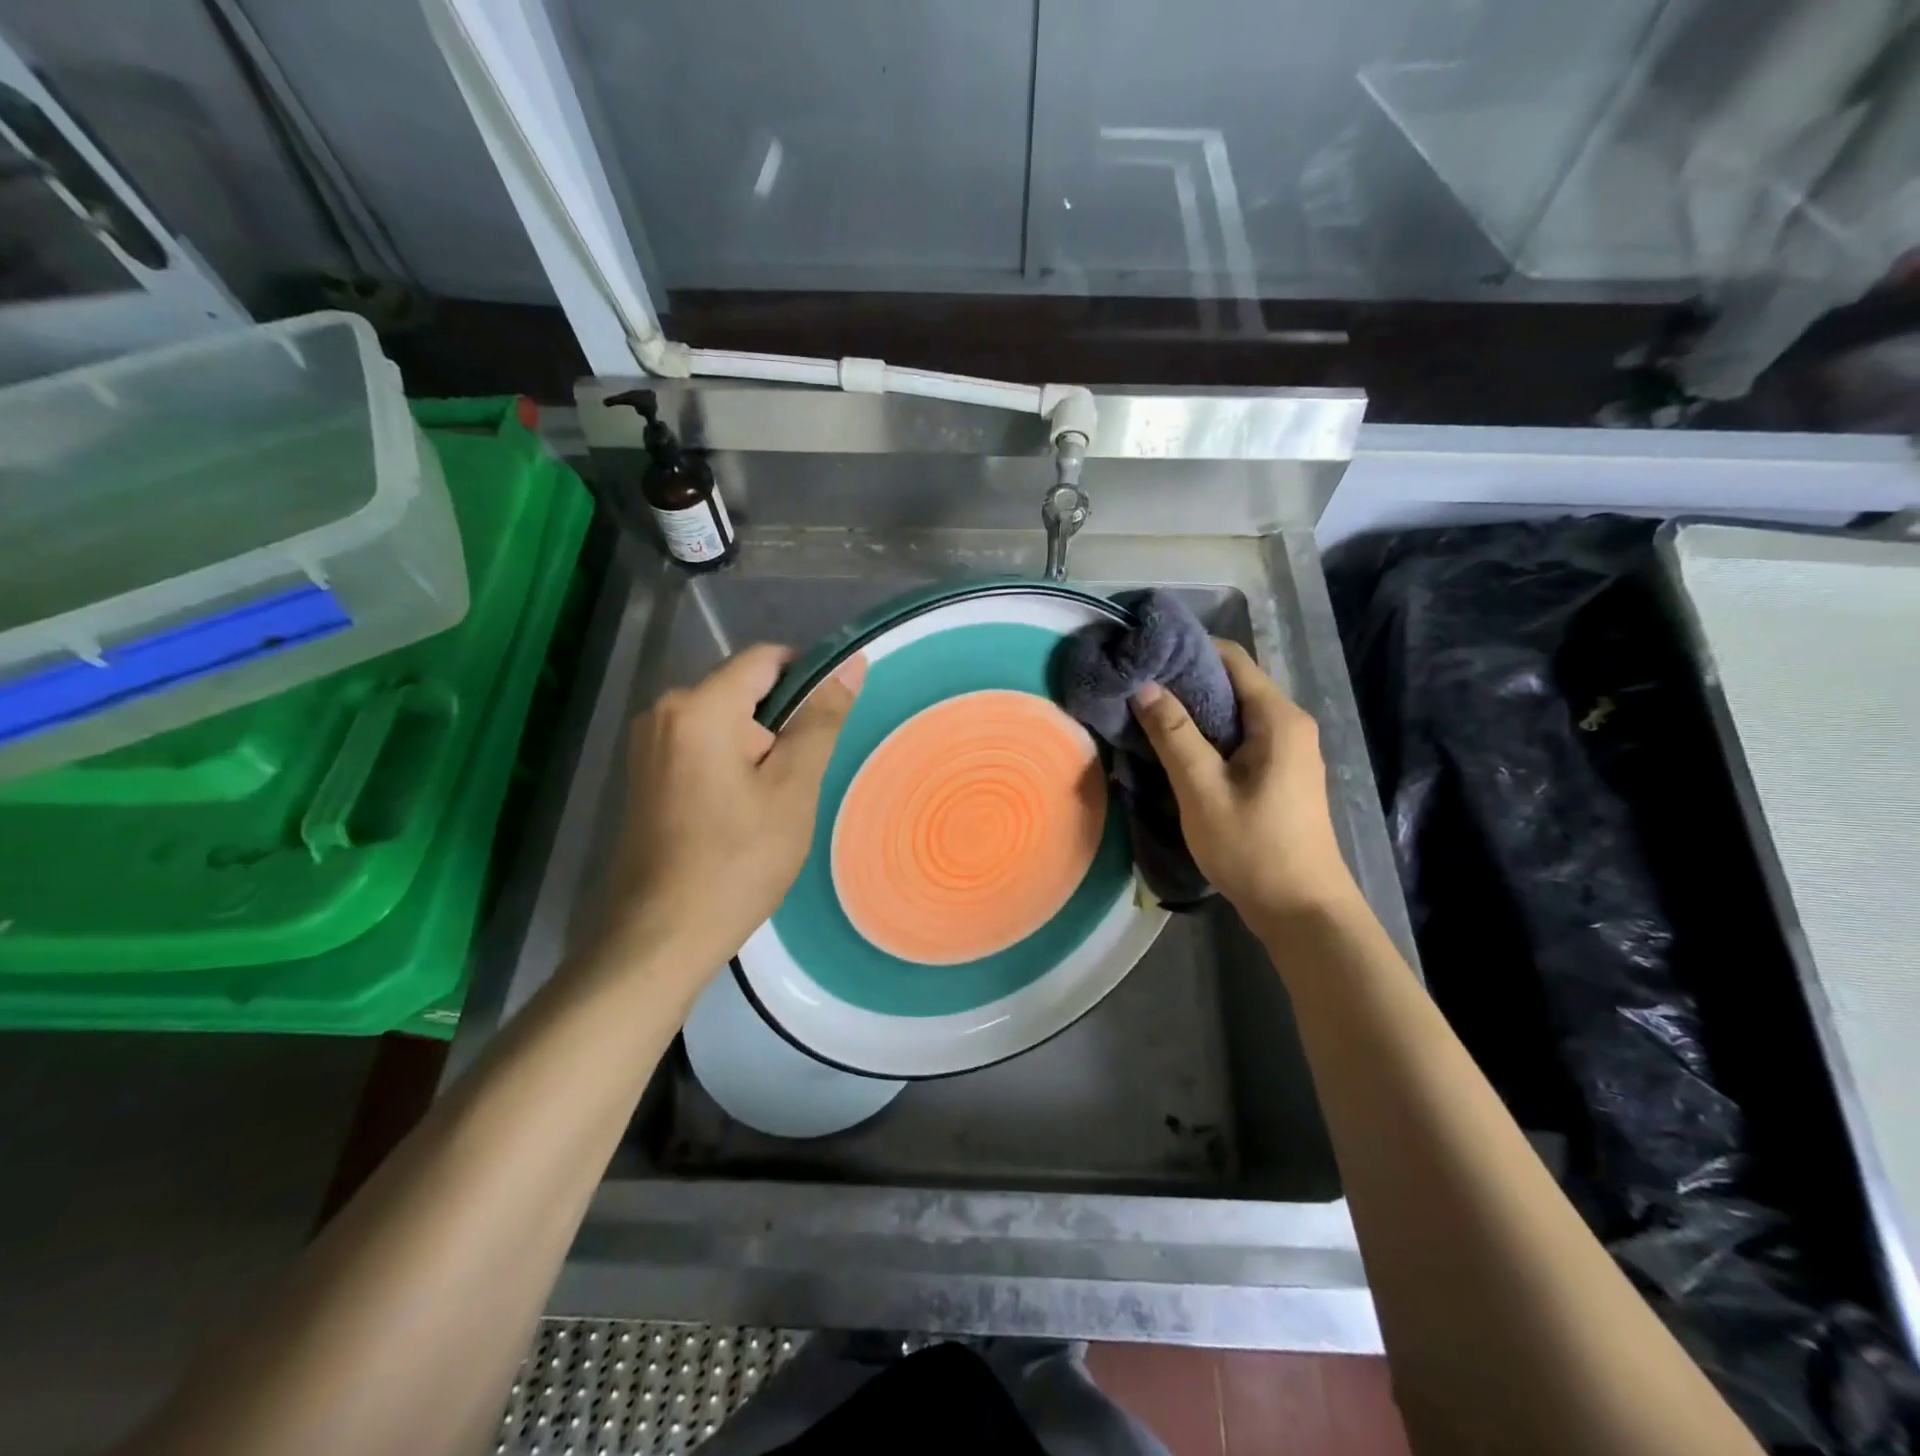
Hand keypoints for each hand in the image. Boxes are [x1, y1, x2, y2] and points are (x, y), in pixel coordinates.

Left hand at [608, 644, 864, 969]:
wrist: (663, 935)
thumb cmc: (738, 860)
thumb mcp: (794, 788)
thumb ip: (821, 720)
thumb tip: (850, 664)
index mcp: (699, 707)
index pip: (766, 659)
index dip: (808, 679)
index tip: (830, 724)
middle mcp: (663, 712)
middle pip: (743, 690)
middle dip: (780, 723)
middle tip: (798, 781)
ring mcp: (648, 745)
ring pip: (725, 721)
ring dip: (758, 748)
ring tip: (772, 804)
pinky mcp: (644, 774)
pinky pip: (702, 746)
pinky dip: (732, 764)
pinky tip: (741, 813)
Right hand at [1130, 640, 1359, 925]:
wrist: (1302, 910)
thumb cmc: (1253, 848)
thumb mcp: (1203, 789)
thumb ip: (1174, 734)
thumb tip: (1145, 686)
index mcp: (1278, 718)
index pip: (1230, 658)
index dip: (1185, 651)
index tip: (1142, 658)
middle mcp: (1289, 724)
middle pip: (1232, 684)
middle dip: (1183, 682)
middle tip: (1134, 689)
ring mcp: (1287, 750)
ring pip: (1233, 713)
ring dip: (1192, 712)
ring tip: (1144, 716)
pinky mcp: (1279, 773)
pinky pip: (1239, 738)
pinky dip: (1206, 736)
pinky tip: (1174, 750)